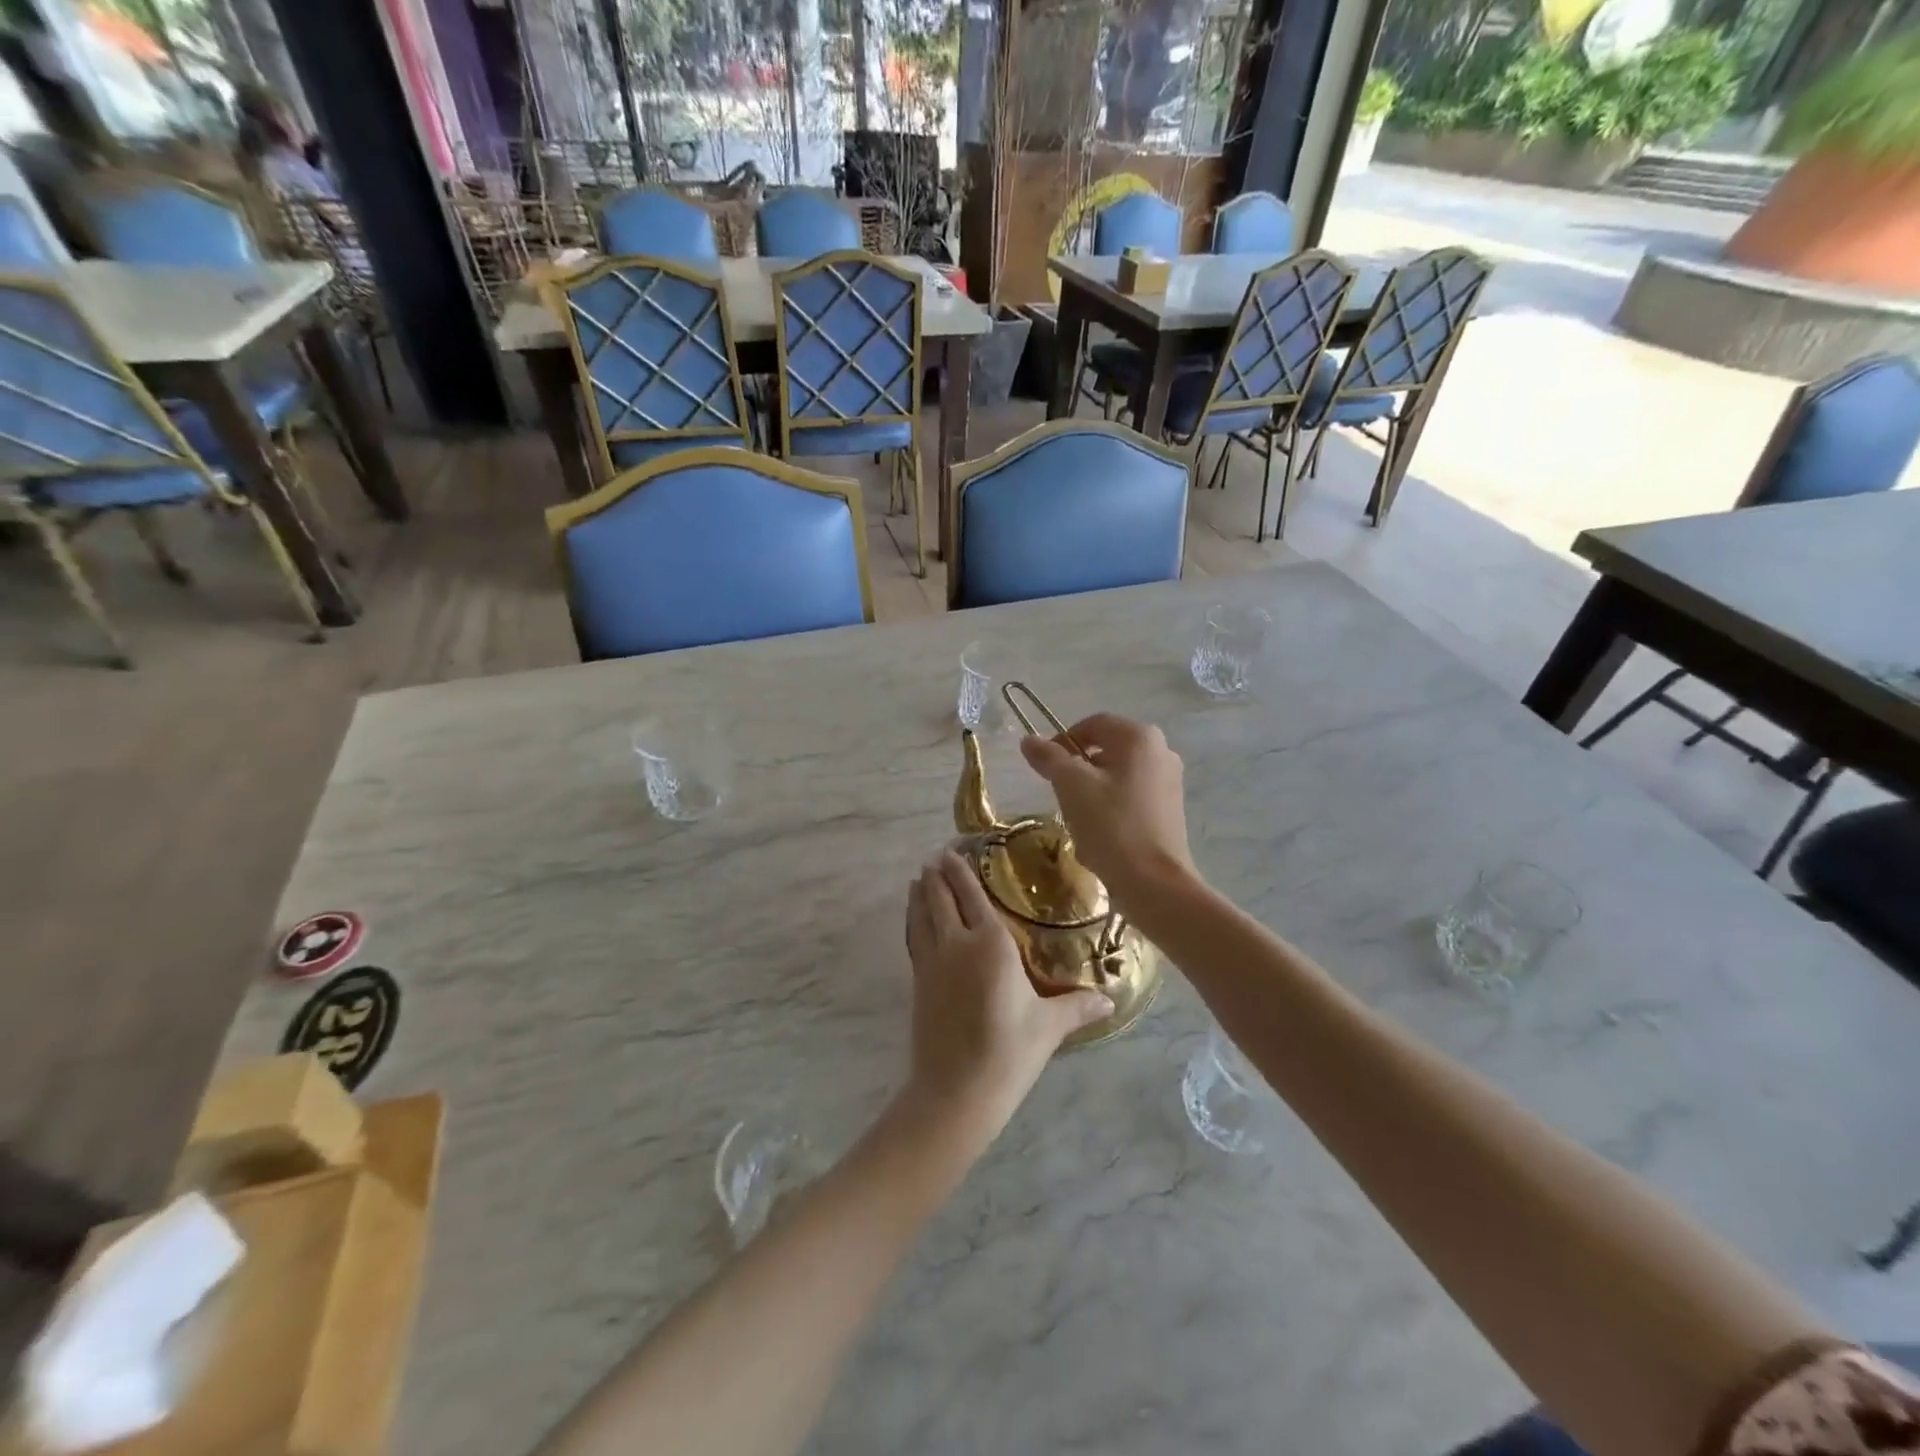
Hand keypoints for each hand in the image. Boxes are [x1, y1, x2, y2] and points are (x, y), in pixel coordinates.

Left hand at [904, 851, 1111, 1143]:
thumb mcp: (1049, 1027)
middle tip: (935, 857)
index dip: (961, 872)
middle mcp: (958, 943)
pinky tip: (914, 919)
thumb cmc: (1009, 1052)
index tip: (952, 852)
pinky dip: (913, 921)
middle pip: (942, 899)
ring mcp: (933, 962)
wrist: (956, 1091)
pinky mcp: (919, 982)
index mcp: (991, 944)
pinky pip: (915, 939)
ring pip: (922, 916)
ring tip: (918, 878)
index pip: (973, 895)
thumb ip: (1079, 1006)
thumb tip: (1111, 999)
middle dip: (937, 876)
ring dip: (920, 894)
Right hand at [1019, 713, 1194, 905]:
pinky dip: (1110, 811)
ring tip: (1078, 820)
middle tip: (1059, 795)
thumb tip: (1029, 740)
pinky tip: (1099, 837)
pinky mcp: (1169, 811)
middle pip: (1105, 751)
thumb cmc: (1111, 825)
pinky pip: (1130, 799)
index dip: (1062, 741)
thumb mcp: (1071, 786)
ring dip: (1091, 794)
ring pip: (1116, 777)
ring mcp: (1169, 783)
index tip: (1044, 768)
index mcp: (1140, 737)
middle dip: (1077, 771)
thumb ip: (1049, 758)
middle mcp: (1161, 752)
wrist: (1154, 883)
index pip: (1092, 725)